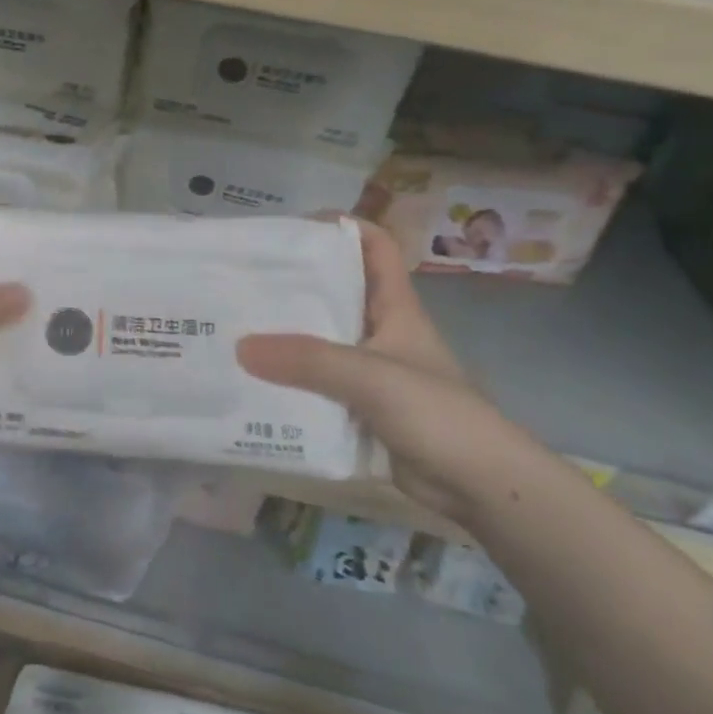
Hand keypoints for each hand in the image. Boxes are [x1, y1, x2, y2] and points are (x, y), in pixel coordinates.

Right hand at [237, 220, 542, 522]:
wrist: (478, 486)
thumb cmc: (437, 414)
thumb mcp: (371, 377)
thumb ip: (308, 360)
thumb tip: (240, 346)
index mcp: (396, 307)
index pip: (375, 247)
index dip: (341, 227)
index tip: (292, 228)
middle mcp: (380, 331)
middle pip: (336, 291)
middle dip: (294, 282)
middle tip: (244, 279)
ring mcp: (369, 371)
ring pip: (321, 341)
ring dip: (285, 335)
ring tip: (234, 327)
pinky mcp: (359, 407)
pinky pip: (316, 384)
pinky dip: (288, 380)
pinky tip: (253, 381)